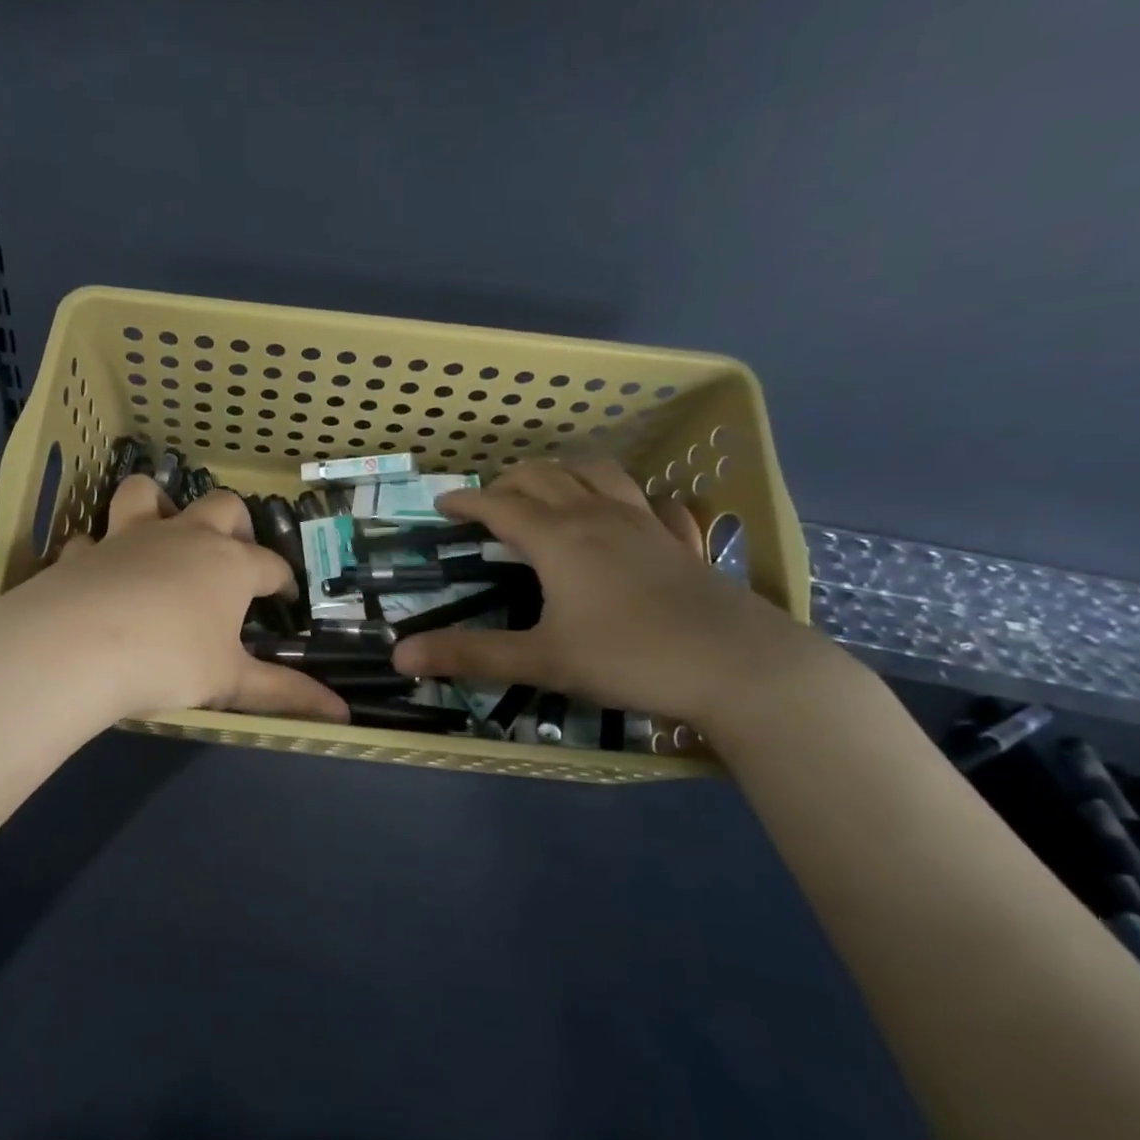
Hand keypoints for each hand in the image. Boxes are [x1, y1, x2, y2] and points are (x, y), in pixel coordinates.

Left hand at [0, 476, 350, 723]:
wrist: (79, 646)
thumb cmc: (170, 661)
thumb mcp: (231, 683)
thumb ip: (285, 694)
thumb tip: (342, 715)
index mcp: (229, 565)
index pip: (271, 564)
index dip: (283, 580)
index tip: (285, 597)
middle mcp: (185, 538)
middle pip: (221, 507)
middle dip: (235, 524)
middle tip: (233, 553)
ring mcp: (130, 537)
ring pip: (145, 494)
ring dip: (157, 504)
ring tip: (161, 528)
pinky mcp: (85, 552)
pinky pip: (90, 539)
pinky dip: (96, 550)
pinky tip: (95, 568)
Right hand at [390, 459, 833, 729]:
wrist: (740, 667)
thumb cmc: (631, 658)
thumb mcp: (541, 660)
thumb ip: (470, 655)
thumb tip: (399, 656)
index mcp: (559, 538)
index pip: (499, 504)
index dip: (466, 501)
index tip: (442, 505)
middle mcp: (598, 517)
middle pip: (545, 476)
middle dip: (508, 479)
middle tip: (487, 500)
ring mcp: (646, 524)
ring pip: (598, 474)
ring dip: (564, 472)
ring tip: (549, 488)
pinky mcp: (682, 541)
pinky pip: (653, 502)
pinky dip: (630, 498)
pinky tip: (632, 512)